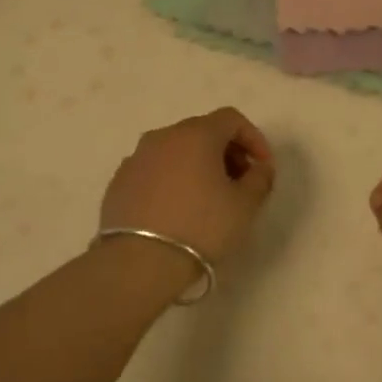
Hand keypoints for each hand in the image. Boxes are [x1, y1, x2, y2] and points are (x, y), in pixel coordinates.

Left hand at [100, 108, 275, 264]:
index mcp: (196, 134)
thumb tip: (259, 167)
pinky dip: (171, 180)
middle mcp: (163, 137)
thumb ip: (260, 178)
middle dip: (226, 152)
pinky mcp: (119, 182)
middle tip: (239, 183)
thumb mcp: (244, 205)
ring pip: (175, 151)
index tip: (262, 168)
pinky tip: (177, 211)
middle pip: (202, 132)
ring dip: (197, 165)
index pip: (231, 119)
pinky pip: (154, 171)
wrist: (139, 262)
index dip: (253, 138)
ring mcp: (136, 158)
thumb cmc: (201, 227)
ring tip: (208, 199)